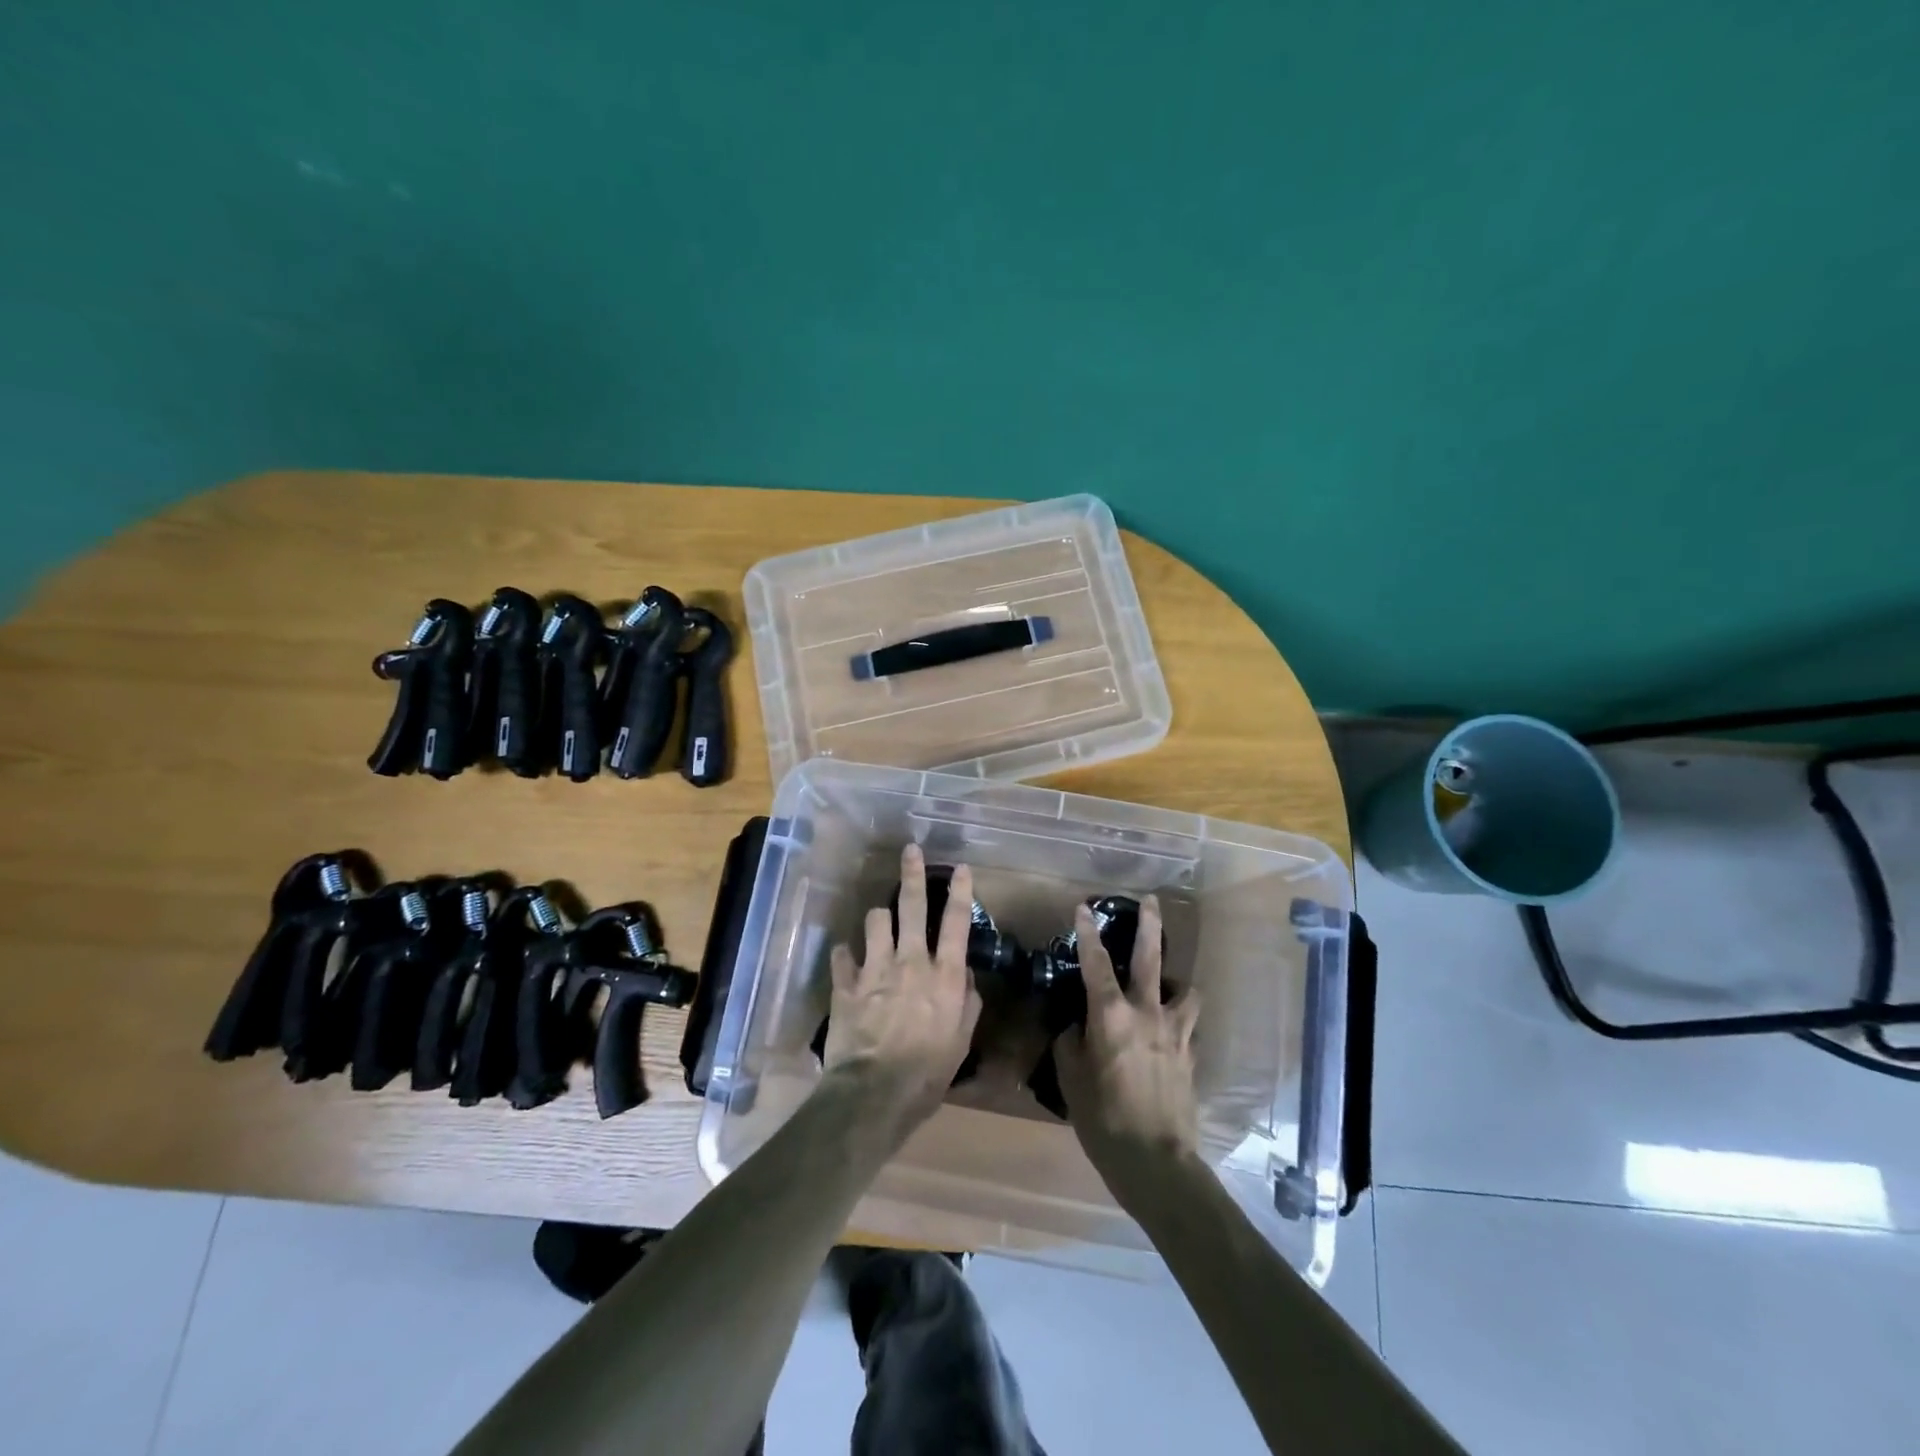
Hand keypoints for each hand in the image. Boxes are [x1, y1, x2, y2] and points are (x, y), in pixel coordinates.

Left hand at [824, 844, 982, 1128]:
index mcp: (944, 975)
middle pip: (912, 906)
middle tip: (910, 850)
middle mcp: (911, 961)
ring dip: (879, 918)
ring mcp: (875, 968)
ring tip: (880, 921)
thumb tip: (966, 977)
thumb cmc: (927, 1073)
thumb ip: (967, 1003)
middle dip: (912, 874)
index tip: (960, 867)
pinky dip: (845, 955)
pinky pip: (842, 955)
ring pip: (875, 921)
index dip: (960, 891)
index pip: (956, 923)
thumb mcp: (961, 1042)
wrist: (874, 1093)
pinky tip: (846, 959)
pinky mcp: (846, 984)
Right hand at [1054, 895, 1201, 1198]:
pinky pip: (1188, 1024)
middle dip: (1150, 926)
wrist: (1157, 1162)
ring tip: (1168, 982)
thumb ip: (1070, 1046)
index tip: (1084, 908)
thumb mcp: (1071, 1082)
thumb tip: (1075, 1028)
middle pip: (1150, 959)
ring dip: (1175, 979)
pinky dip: (1180, 1018)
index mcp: (1111, 1017)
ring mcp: (1175, 1032)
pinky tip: (1172, 1030)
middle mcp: (1146, 1014)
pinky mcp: (1190, 1054)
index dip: (1088, 933)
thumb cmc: (1104, 1121)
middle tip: (1151, 901)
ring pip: (1183, 989)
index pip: (1095, 964)